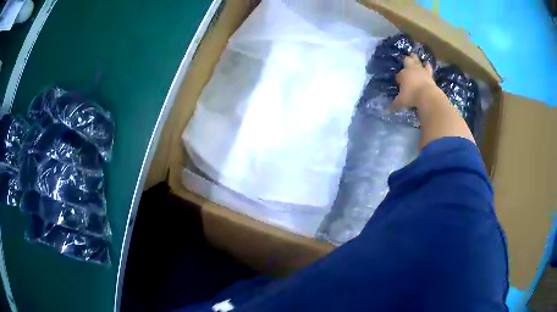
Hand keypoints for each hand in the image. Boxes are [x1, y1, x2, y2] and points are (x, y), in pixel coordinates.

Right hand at [391, 54, 436, 109]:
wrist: (427, 96)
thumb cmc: (411, 97)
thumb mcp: (401, 102)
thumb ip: (394, 104)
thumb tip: (387, 110)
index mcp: (402, 75)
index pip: (399, 75)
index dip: (399, 78)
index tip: (399, 83)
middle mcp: (411, 70)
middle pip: (407, 61)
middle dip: (406, 60)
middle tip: (405, 59)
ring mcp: (421, 70)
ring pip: (417, 60)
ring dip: (415, 58)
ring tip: (414, 55)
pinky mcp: (429, 74)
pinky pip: (428, 67)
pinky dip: (427, 66)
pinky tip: (427, 63)